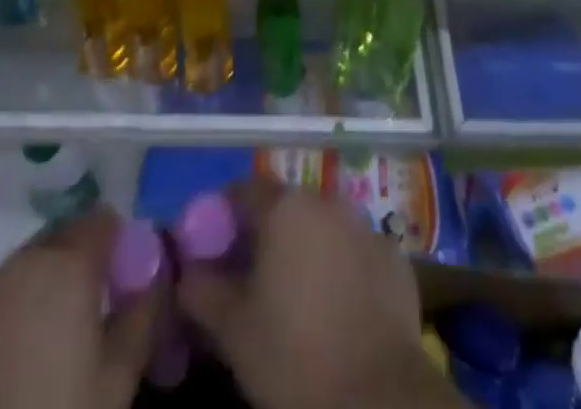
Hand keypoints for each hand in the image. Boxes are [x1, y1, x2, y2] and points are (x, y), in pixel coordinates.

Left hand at [0, 208, 161, 408]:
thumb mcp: (115, 381)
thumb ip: (142, 318)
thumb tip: (155, 278)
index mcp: (68, 263)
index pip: (104, 220)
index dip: (122, 243)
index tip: (130, 281)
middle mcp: (28, 259)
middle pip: (68, 235)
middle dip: (88, 258)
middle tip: (101, 308)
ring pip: (36, 260)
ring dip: (55, 279)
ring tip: (66, 334)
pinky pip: (7, 290)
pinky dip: (24, 303)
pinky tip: (27, 353)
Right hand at [176, 180, 439, 408]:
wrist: (379, 397)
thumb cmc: (295, 355)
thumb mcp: (233, 330)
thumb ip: (202, 290)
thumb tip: (186, 272)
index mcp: (285, 207)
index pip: (242, 192)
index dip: (222, 217)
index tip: (211, 249)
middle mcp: (326, 201)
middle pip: (285, 207)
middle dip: (265, 234)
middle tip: (250, 277)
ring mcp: (366, 226)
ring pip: (323, 227)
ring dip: (306, 248)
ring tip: (295, 294)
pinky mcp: (395, 257)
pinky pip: (356, 252)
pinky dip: (343, 268)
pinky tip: (338, 307)